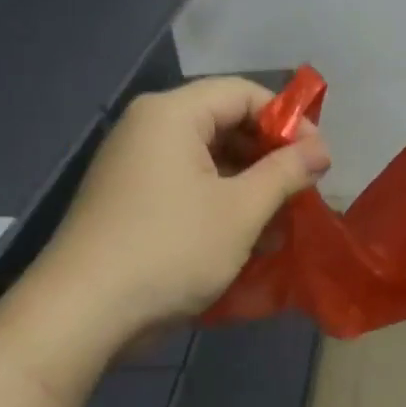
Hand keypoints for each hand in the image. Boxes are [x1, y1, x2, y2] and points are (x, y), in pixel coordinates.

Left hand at [39, 77, 330, 335]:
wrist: (83, 313)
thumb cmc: (171, 249)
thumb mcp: (240, 211)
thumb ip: (285, 173)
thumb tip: (321, 149)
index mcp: (171, 114)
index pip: (243, 93)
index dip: (289, 120)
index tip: (318, 158)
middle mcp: (148, 129)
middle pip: (225, 123)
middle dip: (270, 157)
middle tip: (303, 191)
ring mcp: (135, 166)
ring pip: (208, 160)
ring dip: (250, 186)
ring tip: (281, 223)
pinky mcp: (130, 201)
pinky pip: (187, 187)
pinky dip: (221, 204)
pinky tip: (247, 239)